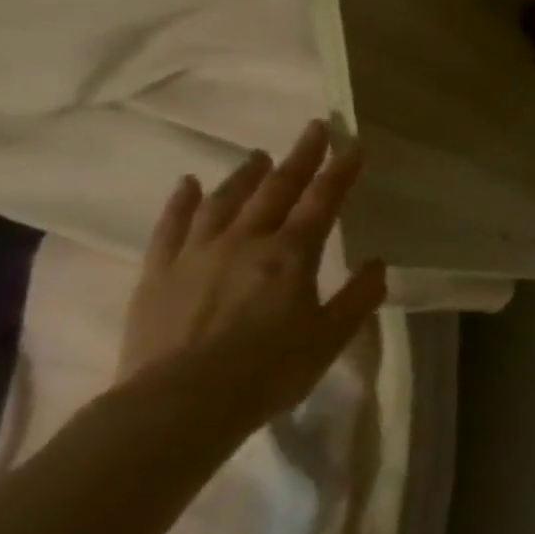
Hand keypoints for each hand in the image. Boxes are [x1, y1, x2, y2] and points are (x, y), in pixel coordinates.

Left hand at [119, 120, 386, 423]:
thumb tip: (376, 263)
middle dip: (300, 157)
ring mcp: (197, 254)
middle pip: (277, 189)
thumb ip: (358, 297)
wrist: (178, 405)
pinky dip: (183, 202)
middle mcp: (246, 241)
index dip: (341, 171)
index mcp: (292, 254)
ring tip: (259, 155)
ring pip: (226, 201)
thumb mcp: (331, 337)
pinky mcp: (158, 273)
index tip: (353, 145)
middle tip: (314, 128)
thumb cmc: (268, 371)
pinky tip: (189, 184)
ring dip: (246, 174)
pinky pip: (171, 227)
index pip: (324, 201)